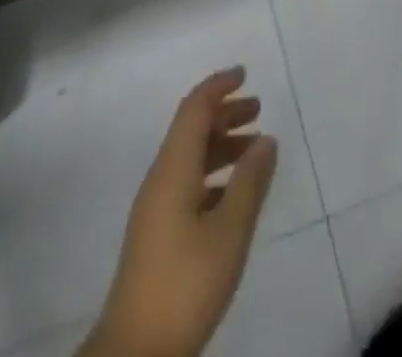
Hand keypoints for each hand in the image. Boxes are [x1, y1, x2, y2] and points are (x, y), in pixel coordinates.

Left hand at [82, 68, 278, 356]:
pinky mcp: (156, 233)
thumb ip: (249, 183)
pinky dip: (213, 173)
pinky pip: (187, 182)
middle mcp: (160, 179)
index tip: (244, 73)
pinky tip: (233, 193)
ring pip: (190, 157)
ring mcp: (155, 208)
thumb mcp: (228, 233)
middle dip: (224, 113)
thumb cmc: (185, 284)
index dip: (218, 86)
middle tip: (258, 109)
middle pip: (191, 129)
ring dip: (220, 144)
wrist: (134, 353)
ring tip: (253, 149)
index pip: (194, 109)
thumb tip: (266, 139)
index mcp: (172, 169)